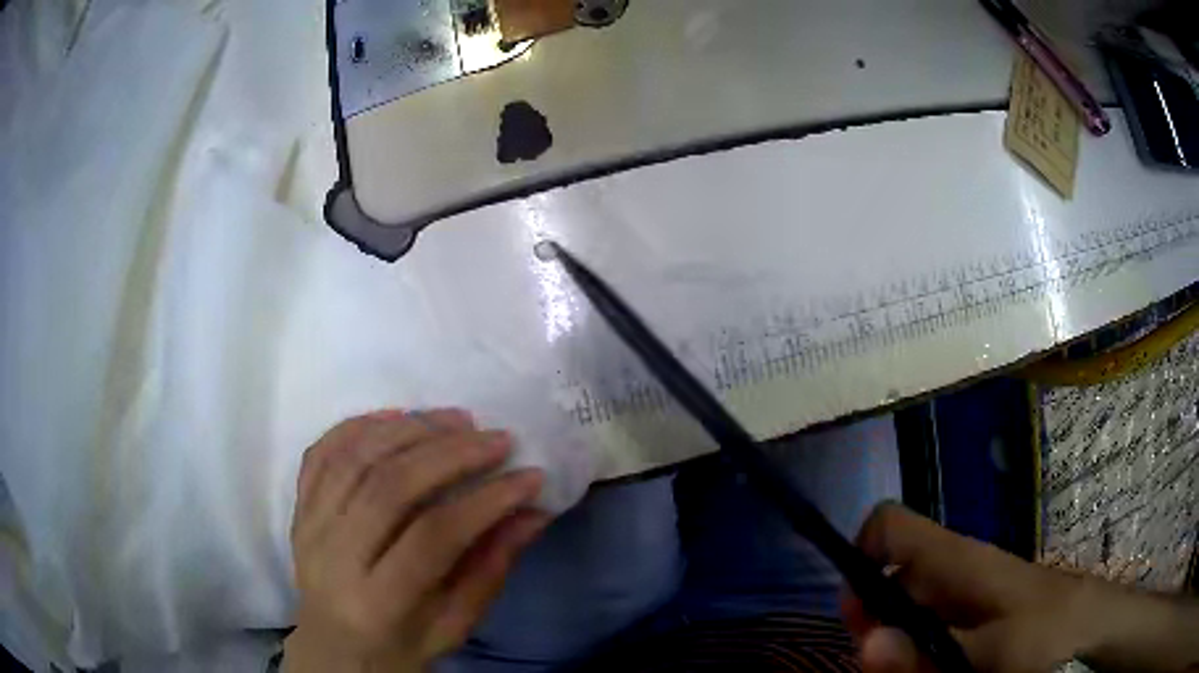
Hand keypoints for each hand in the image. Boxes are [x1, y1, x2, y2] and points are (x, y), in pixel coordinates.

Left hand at [284, 409, 549, 672]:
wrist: (335, 649)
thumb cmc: (401, 646)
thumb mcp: (455, 624)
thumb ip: (491, 567)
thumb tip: (533, 511)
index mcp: (378, 602)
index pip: (432, 537)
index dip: (484, 501)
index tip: (528, 476)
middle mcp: (334, 558)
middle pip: (389, 487)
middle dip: (450, 454)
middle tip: (496, 438)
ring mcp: (309, 527)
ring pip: (355, 459)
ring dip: (409, 429)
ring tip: (455, 420)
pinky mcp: (298, 508)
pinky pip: (322, 452)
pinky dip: (360, 425)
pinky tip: (398, 417)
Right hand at [841, 503, 1094, 672]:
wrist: (1093, 632)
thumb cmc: (1047, 632)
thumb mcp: (986, 654)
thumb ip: (925, 654)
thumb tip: (865, 641)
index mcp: (955, 559)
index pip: (889, 526)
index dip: (859, 557)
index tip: (854, 613)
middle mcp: (953, 571)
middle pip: (890, 579)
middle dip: (873, 623)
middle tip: (882, 664)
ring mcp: (965, 597)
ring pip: (908, 612)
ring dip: (896, 646)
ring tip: (910, 672)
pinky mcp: (976, 620)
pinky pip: (932, 631)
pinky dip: (920, 653)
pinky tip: (932, 671)